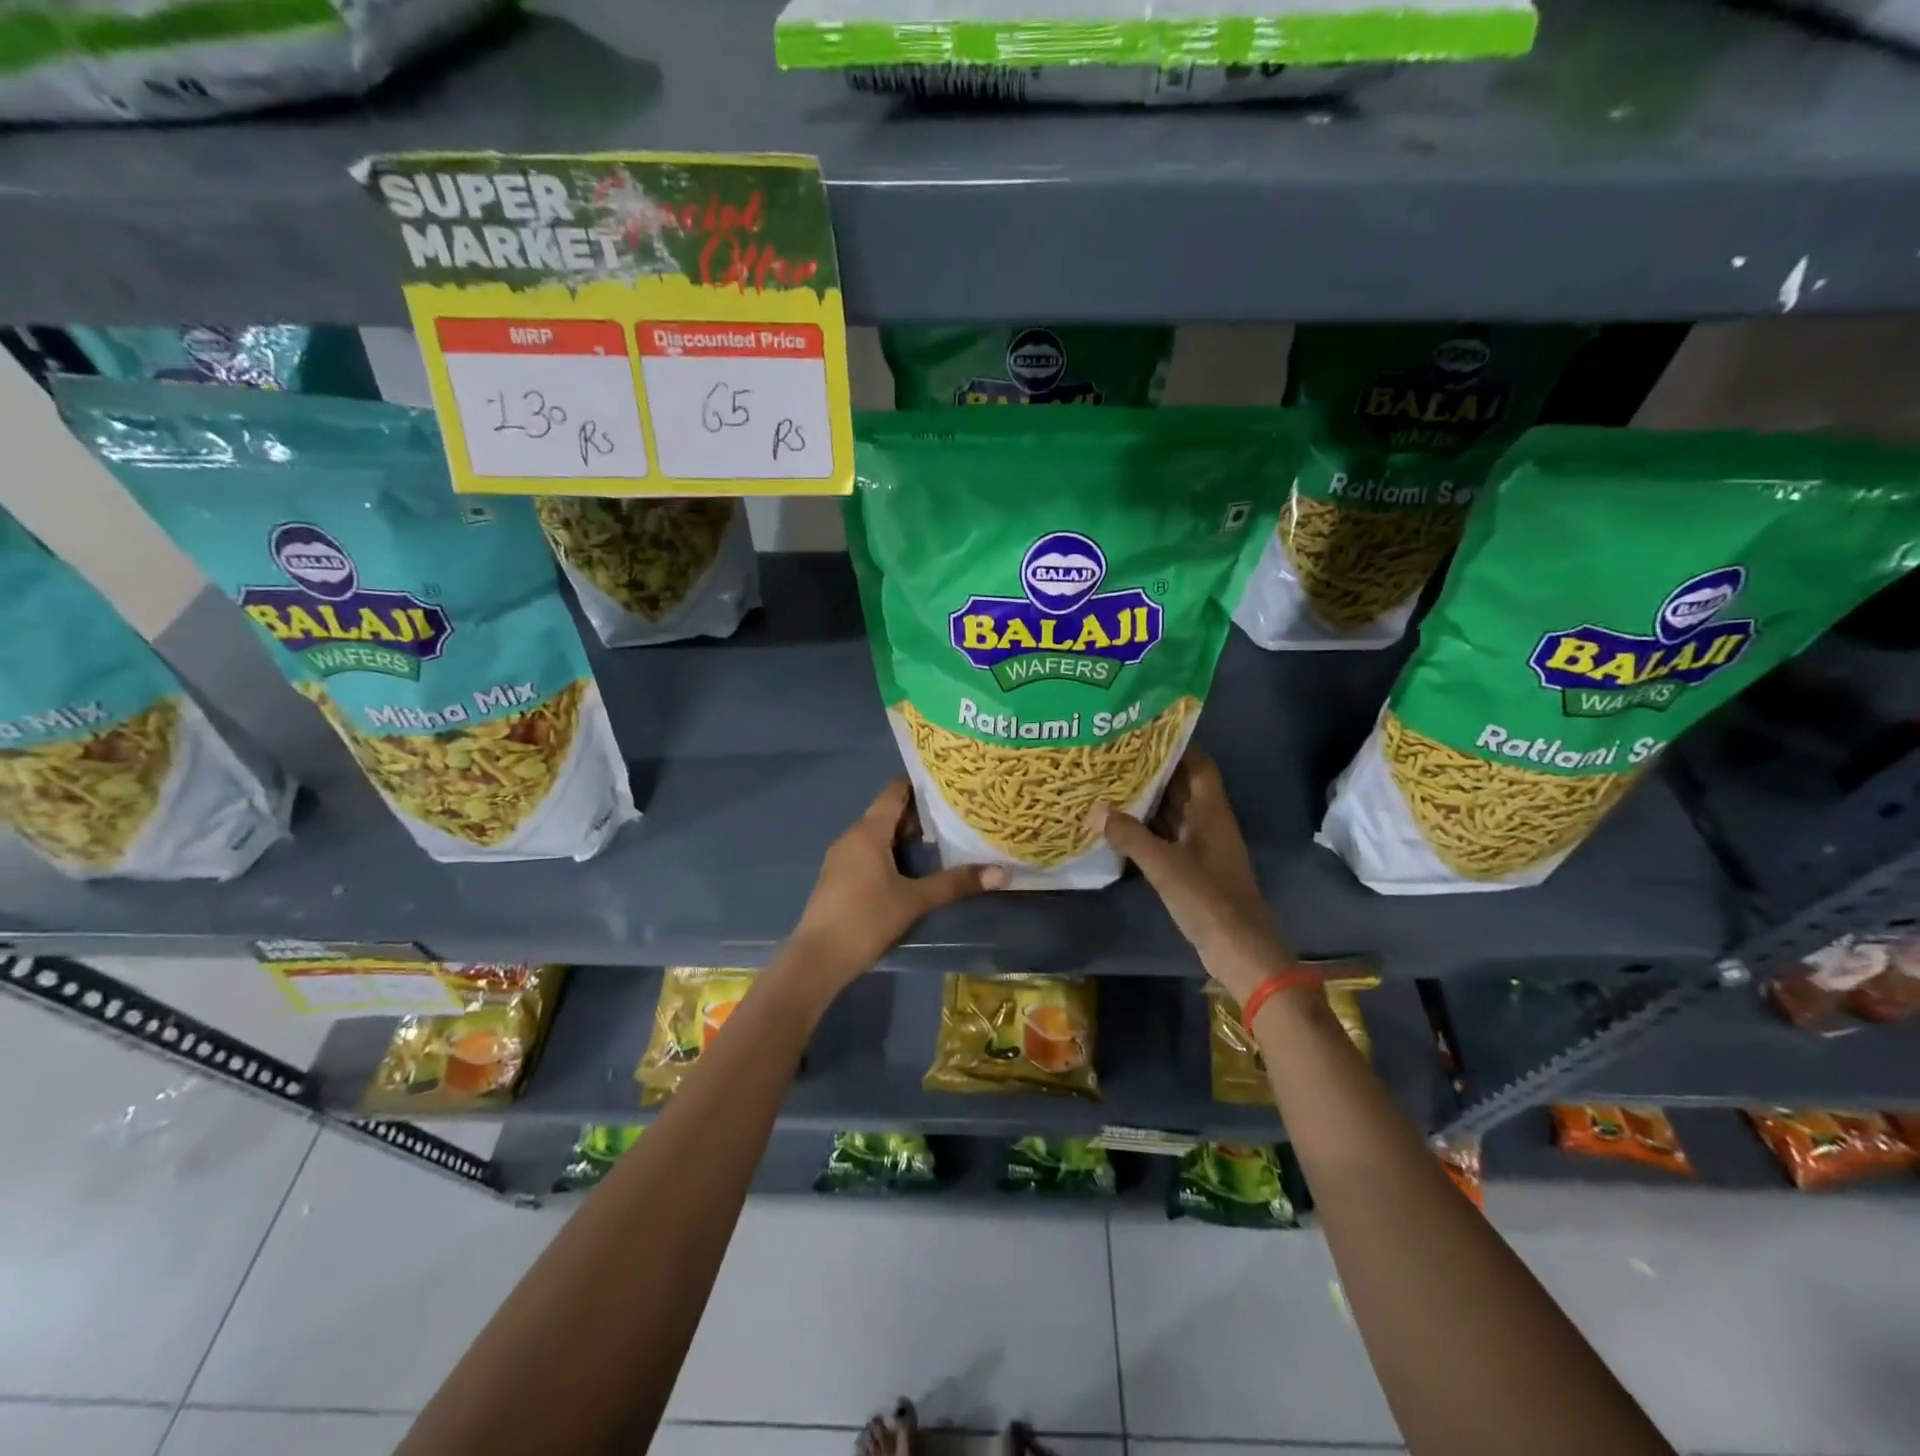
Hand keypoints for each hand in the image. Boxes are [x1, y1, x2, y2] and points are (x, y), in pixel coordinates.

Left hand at [789, 779, 1006, 988]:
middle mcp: (852, 836)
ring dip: (905, 835)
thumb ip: (955, 883)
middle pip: (887, 813)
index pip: (894, 791)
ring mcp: (841, 858)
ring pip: (877, 835)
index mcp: (868, 831)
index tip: (948, 783)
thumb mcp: (915, 900)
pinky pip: (868, 852)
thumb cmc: (866, 919)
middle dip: (919, 813)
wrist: (817, 958)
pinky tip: (911, 868)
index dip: (919, 783)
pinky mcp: (838, 878)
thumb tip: (1001, 872)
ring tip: (940, 839)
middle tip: (954, 814)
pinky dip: (890, 852)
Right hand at [1087, 747, 1290, 1003]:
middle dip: (1152, 771)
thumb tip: (1094, 810)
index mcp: (1211, 812)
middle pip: (1182, 786)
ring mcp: (1201, 847)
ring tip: (1108, 784)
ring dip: (1146, 801)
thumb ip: (1129, 836)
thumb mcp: (1165, 866)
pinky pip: (1166, 838)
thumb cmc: (1209, 900)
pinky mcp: (1193, 869)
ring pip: (1172, 813)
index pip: (1198, 764)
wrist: (1241, 952)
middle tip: (1113, 756)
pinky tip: (1117, 827)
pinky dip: (1146, 829)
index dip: (1175, 745)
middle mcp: (1208, 823)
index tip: (1141, 732)